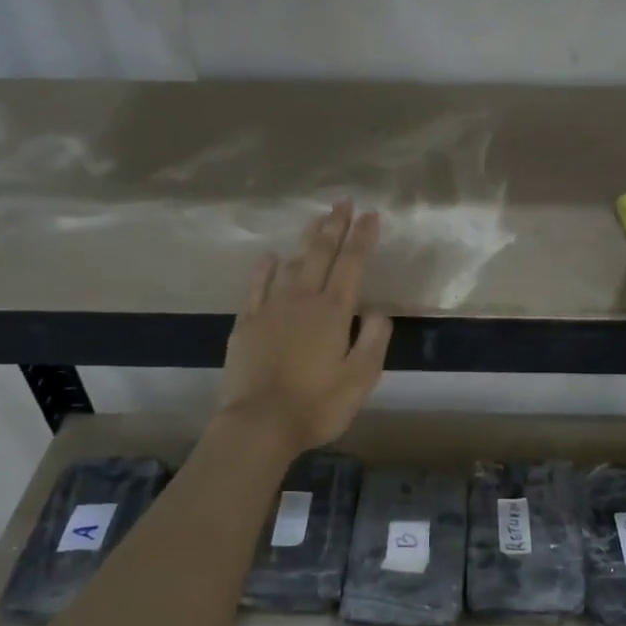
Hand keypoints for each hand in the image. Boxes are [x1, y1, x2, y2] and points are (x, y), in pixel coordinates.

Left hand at [218, 201, 392, 453]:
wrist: (259, 424)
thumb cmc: (316, 405)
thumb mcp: (360, 379)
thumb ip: (373, 341)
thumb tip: (378, 312)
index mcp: (334, 312)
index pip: (353, 264)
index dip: (363, 237)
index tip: (371, 214)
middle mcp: (303, 300)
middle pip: (322, 254)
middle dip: (335, 225)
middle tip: (343, 201)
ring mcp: (271, 308)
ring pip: (292, 263)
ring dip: (307, 240)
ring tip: (316, 220)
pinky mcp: (247, 323)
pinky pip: (256, 286)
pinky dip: (264, 269)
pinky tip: (268, 256)